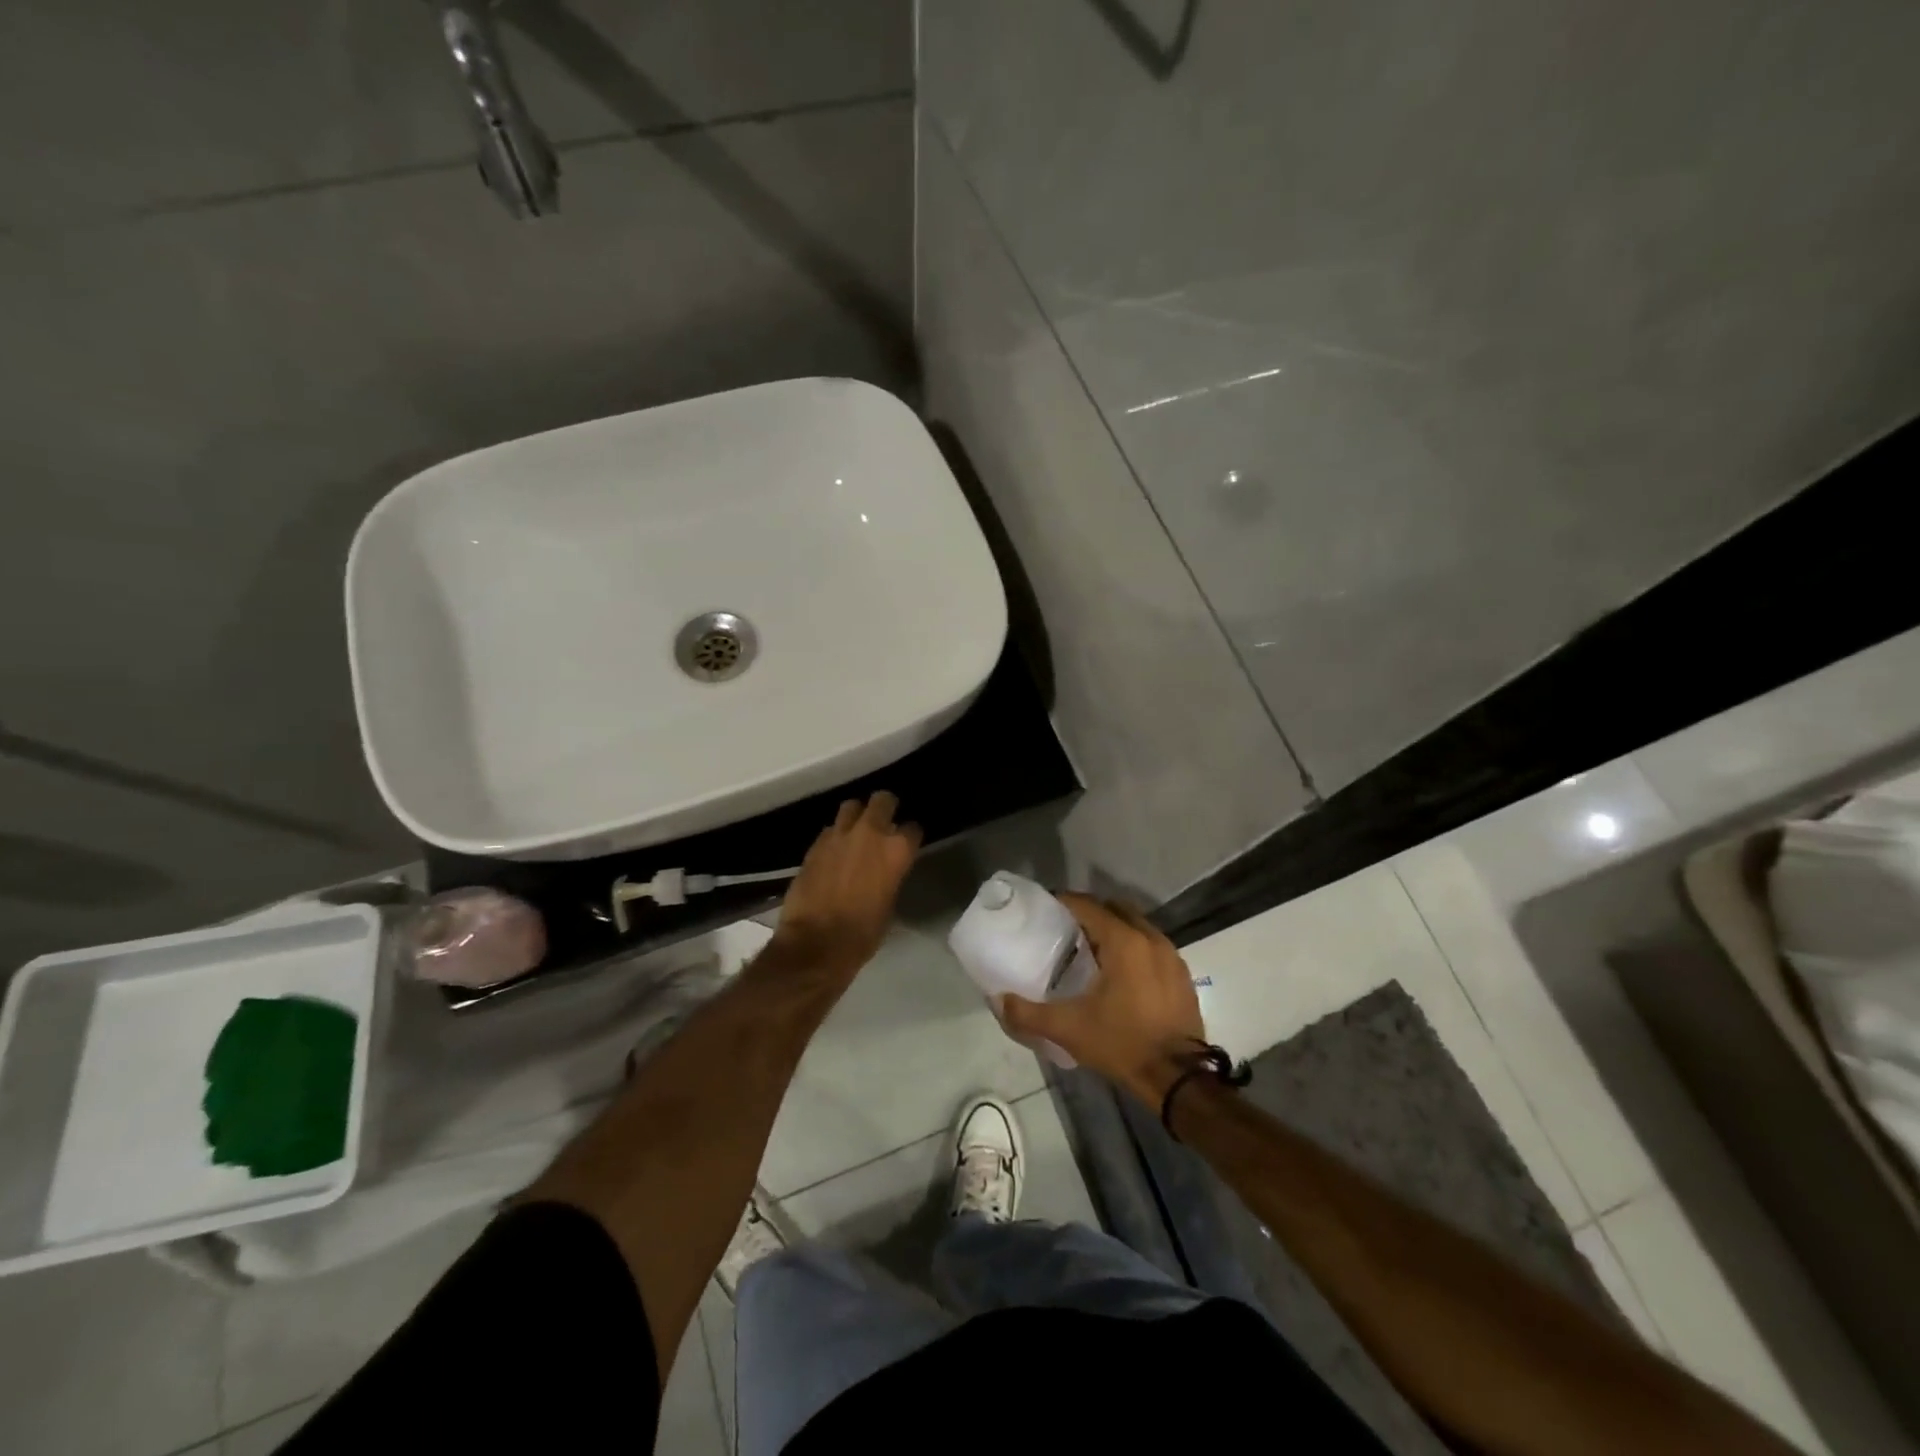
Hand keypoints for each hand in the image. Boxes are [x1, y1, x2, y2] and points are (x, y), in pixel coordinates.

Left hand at [772, 793, 920, 977]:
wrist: (816, 943)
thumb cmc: (862, 934)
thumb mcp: (889, 905)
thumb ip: (891, 877)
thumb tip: (886, 871)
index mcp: (896, 851)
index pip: (912, 828)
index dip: (910, 836)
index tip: (907, 843)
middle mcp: (870, 833)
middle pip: (883, 800)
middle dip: (885, 807)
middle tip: (884, 821)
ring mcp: (839, 835)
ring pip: (852, 806)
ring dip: (857, 816)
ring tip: (856, 831)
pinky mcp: (815, 844)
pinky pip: (830, 829)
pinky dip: (835, 835)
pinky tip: (834, 851)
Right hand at [1000, 894, 1205, 1105]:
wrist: (1178, 1077)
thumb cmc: (1122, 1043)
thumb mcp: (1069, 1029)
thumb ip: (1028, 1013)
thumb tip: (998, 1000)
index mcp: (1123, 941)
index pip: (1088, 905)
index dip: (1065, 902)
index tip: (1046, 909)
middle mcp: (1150, 938)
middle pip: (1115, 909)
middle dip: (1090, 912)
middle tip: (1066, 928)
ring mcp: (1171, 956)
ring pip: (1137, 926)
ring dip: (1114, 929)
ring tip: (1091, 948)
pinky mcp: (1182, 975)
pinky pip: (1152, 946)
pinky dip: (1134, 947)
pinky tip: (1120, 971)